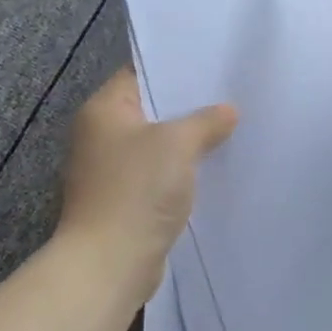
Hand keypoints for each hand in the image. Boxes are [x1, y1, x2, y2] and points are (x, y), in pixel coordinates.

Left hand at [54, 68, 236, 301]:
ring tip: (230, 129)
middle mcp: (100, 136)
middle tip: (231, 96)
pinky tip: (213, 169)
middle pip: (151, 110)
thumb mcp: (178, 144)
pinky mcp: (124, 201)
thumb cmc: (137, 190)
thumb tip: (228, 111)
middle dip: (189, 107)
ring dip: (188, 142)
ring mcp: (110, 171)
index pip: (140, 74)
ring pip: (158, 145)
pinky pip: (158, 175)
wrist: (109, 264)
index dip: (175, 69)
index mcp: (103, 111)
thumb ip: (206, 121)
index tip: (213, 66)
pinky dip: (181, 171)